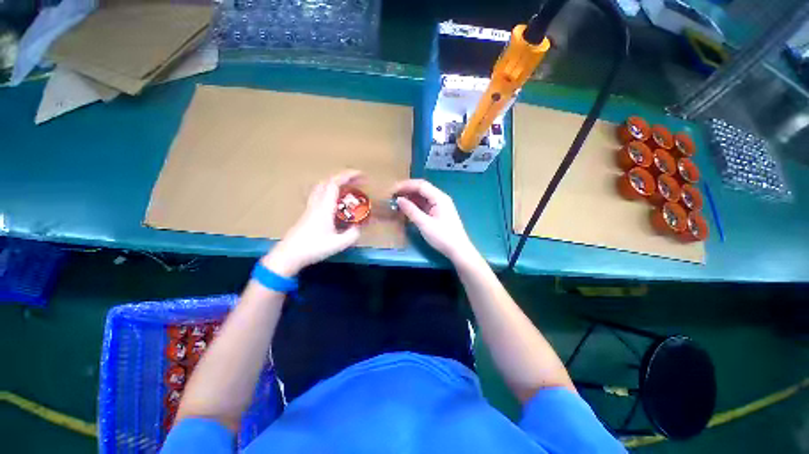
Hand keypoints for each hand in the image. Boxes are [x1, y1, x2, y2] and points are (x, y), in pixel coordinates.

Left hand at [263, 170, 362, 276]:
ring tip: (347, 188)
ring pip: (321, 187)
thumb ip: (352, 234)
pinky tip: (336, 201)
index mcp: (324, 207)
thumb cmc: (313, 248)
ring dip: (335, 183)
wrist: (288, 255)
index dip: (347, 176)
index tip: (360, 175)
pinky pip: (320, 195)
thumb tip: (359, 227)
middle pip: (327, 182)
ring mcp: (310, 208)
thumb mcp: (338, 244)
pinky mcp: (308, 213)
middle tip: (356, 181)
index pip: (334, 184)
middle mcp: (316, 204)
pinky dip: (330, 192)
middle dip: (343, 177)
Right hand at [392, 179, 476, 263]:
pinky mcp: (439, 213)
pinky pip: (425, 204)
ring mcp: (440, 205)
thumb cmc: (442, 237)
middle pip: (422, 189)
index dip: (405, 185)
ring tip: (397, 201)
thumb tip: (399, 199)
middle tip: (392, 196)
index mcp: (439, 198)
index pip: (420, 185)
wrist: (458, 250)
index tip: (392, 190)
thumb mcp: (424, 224)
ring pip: (423, 197)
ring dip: (410, 197)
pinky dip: (415, 205)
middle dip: (407, 190)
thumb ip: (411, 210)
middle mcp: (440, 198)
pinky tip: (407, 208)